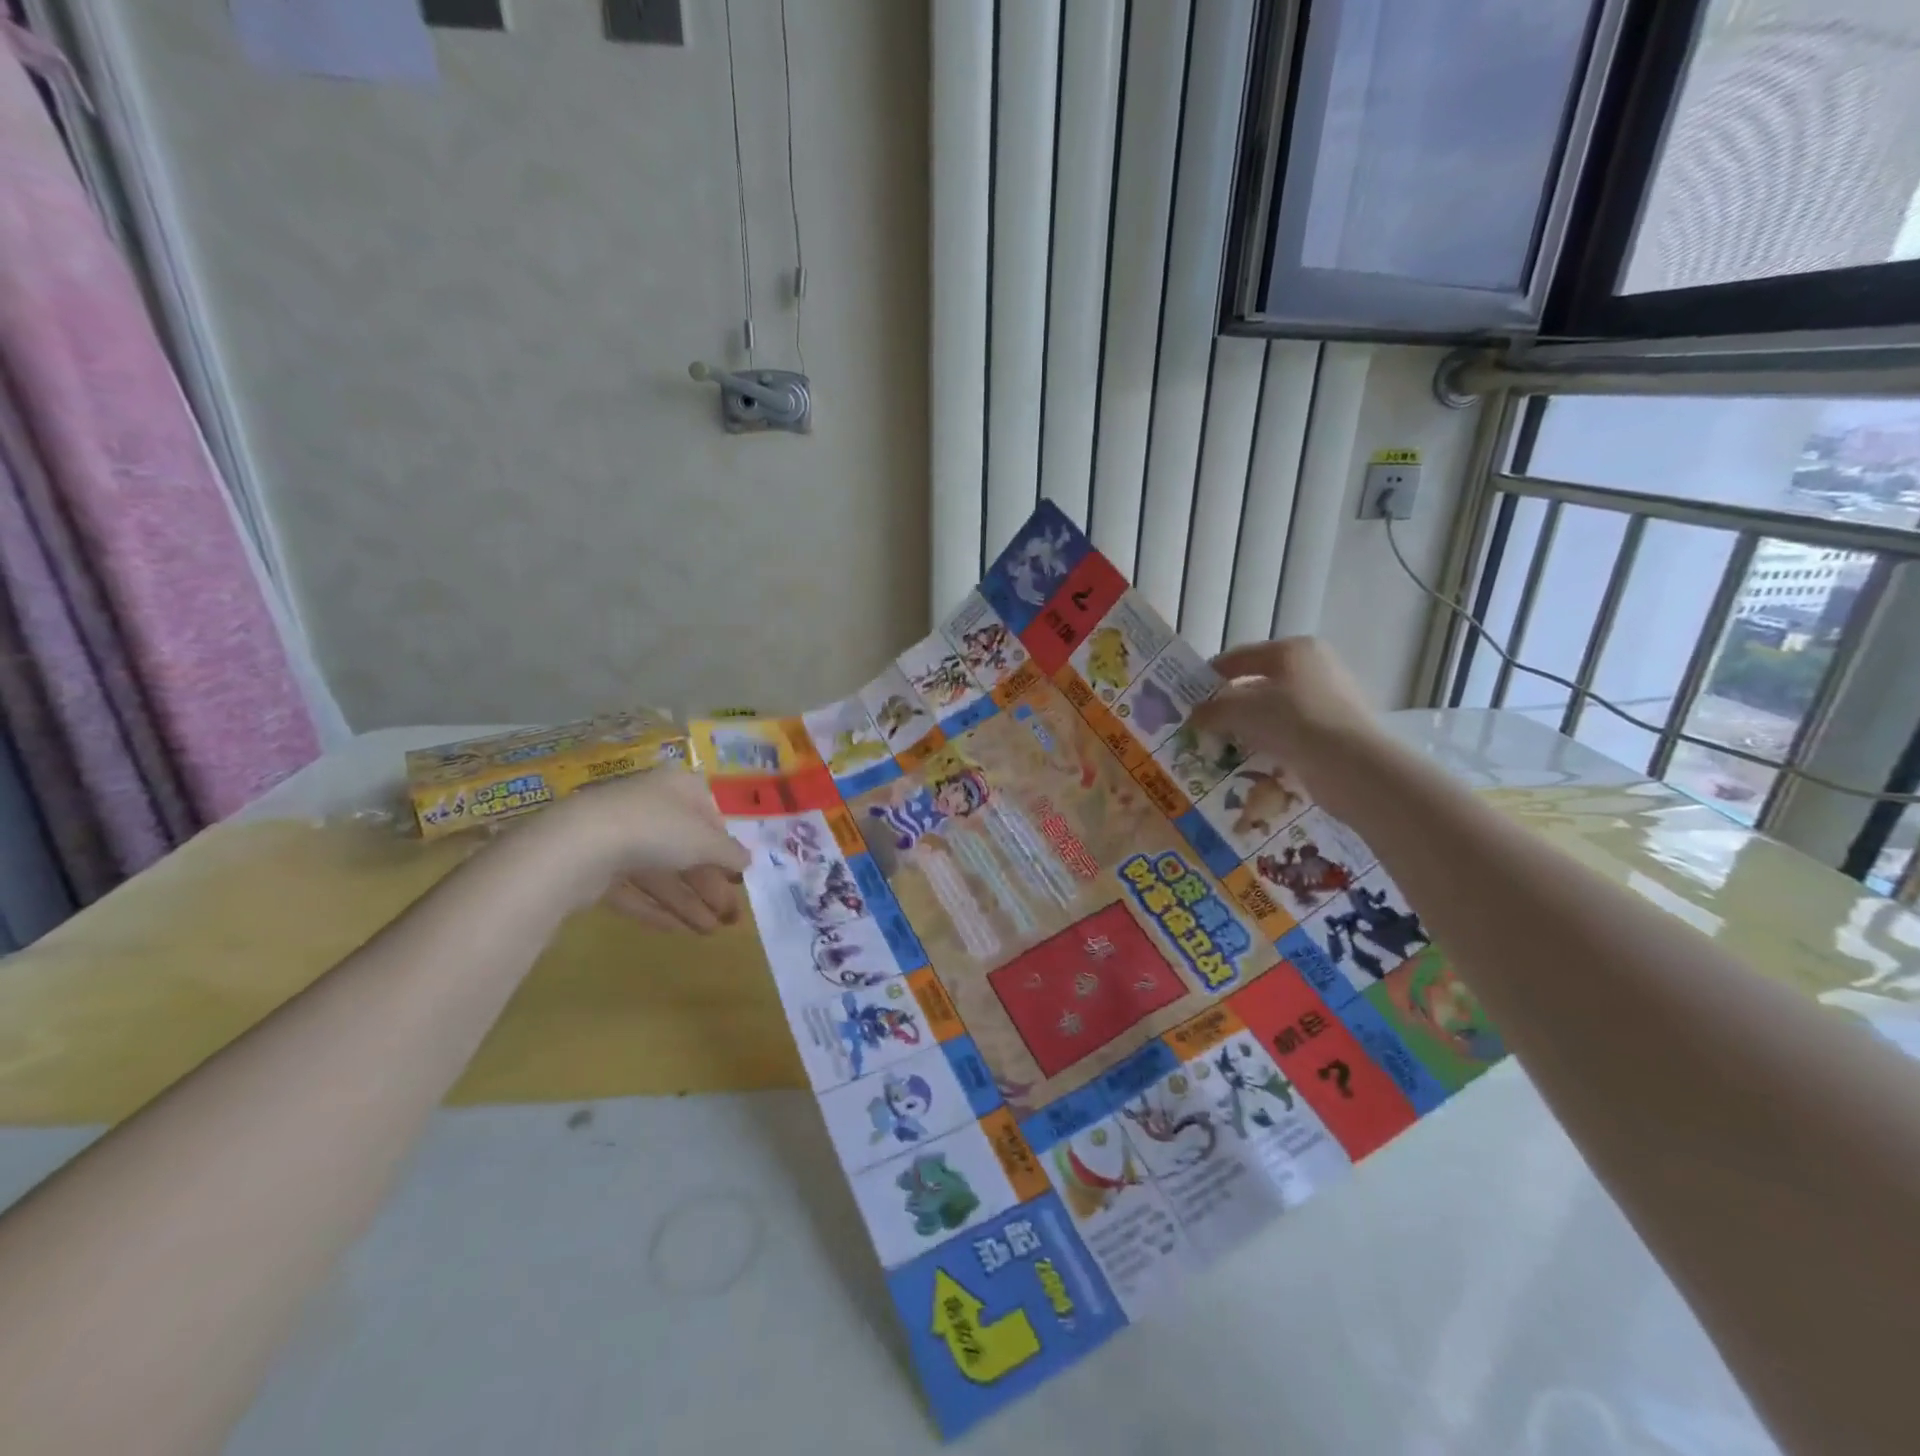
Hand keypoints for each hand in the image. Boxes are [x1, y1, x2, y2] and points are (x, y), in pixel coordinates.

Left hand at [514, 768, 750, 932]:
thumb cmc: (657, 829)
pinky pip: (633, 889)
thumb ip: (730, 852)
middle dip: (709, 886)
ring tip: (709, 933)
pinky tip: (676, 931)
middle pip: (686, 850)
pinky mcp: (596, 867)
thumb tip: (748, 860)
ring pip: (661, 873)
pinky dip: (655, 908)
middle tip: (730, 918)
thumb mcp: (706, 841)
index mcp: (679, 789)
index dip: (726, 849)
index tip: (739, 878)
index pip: (710, 817)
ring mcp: (619, 837)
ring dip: (688, 903)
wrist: (579, 846)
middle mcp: (650, 807)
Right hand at [1191, 638, 1386, 815]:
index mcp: (1294, 650)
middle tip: (1205, 723)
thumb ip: (1213, 710)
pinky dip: (1273, 741)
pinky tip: (1256, 758)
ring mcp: (1332, 698)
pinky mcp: (1339, 729)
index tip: (1189, 694)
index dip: (1211, 674)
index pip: (1241, 656)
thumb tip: (1194, 715)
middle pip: (1261, 682)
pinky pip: (1295, 731)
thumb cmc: (1292, 721)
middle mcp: (1317, 667)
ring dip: (1251, 725)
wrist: (1351, 765)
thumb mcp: (1241, 711)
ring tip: (1226, 744)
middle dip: (1231, 703)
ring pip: (1277, 709)